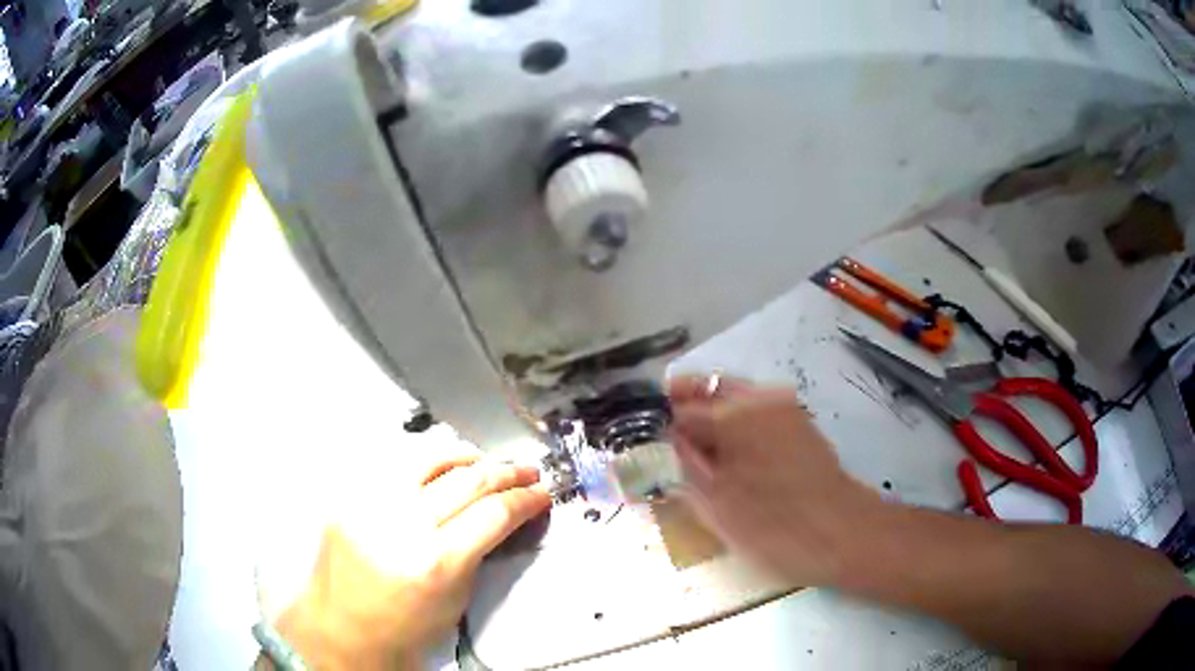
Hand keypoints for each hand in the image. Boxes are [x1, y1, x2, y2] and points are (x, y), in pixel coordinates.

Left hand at [275, 448, 550, 669]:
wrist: (343, 629)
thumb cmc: (406, 628)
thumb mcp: (457, 597)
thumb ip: (481, 550)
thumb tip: (506, 514)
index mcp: (435, 562)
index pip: (494, 513)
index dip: (526, 498)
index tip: (542, 493)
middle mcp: (401, 525)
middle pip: (467, 480)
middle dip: (505, 472)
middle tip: (527, 470)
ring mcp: (370, 504)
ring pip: (429, 457)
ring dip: (467, 456)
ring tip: (487, 462)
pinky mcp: (349, 496)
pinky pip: (395, 464)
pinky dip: (426, 461)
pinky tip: (442, 465)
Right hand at [668, 375, 879, 585]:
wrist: (842, 534)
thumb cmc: (773, 525)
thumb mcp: (714, 504)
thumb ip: (683, 466)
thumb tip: (664, 441)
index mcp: (733, 414)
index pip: (679, 406)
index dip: (657, 423)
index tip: (642, 442)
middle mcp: (759, 399)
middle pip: (708, 391)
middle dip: (683, 410)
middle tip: (665, 444)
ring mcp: (784, 409)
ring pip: (734, 400)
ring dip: (709, 416)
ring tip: (694, 454)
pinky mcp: (799, 426)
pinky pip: (756, 414)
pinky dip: (735, 425)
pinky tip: (730, 458)